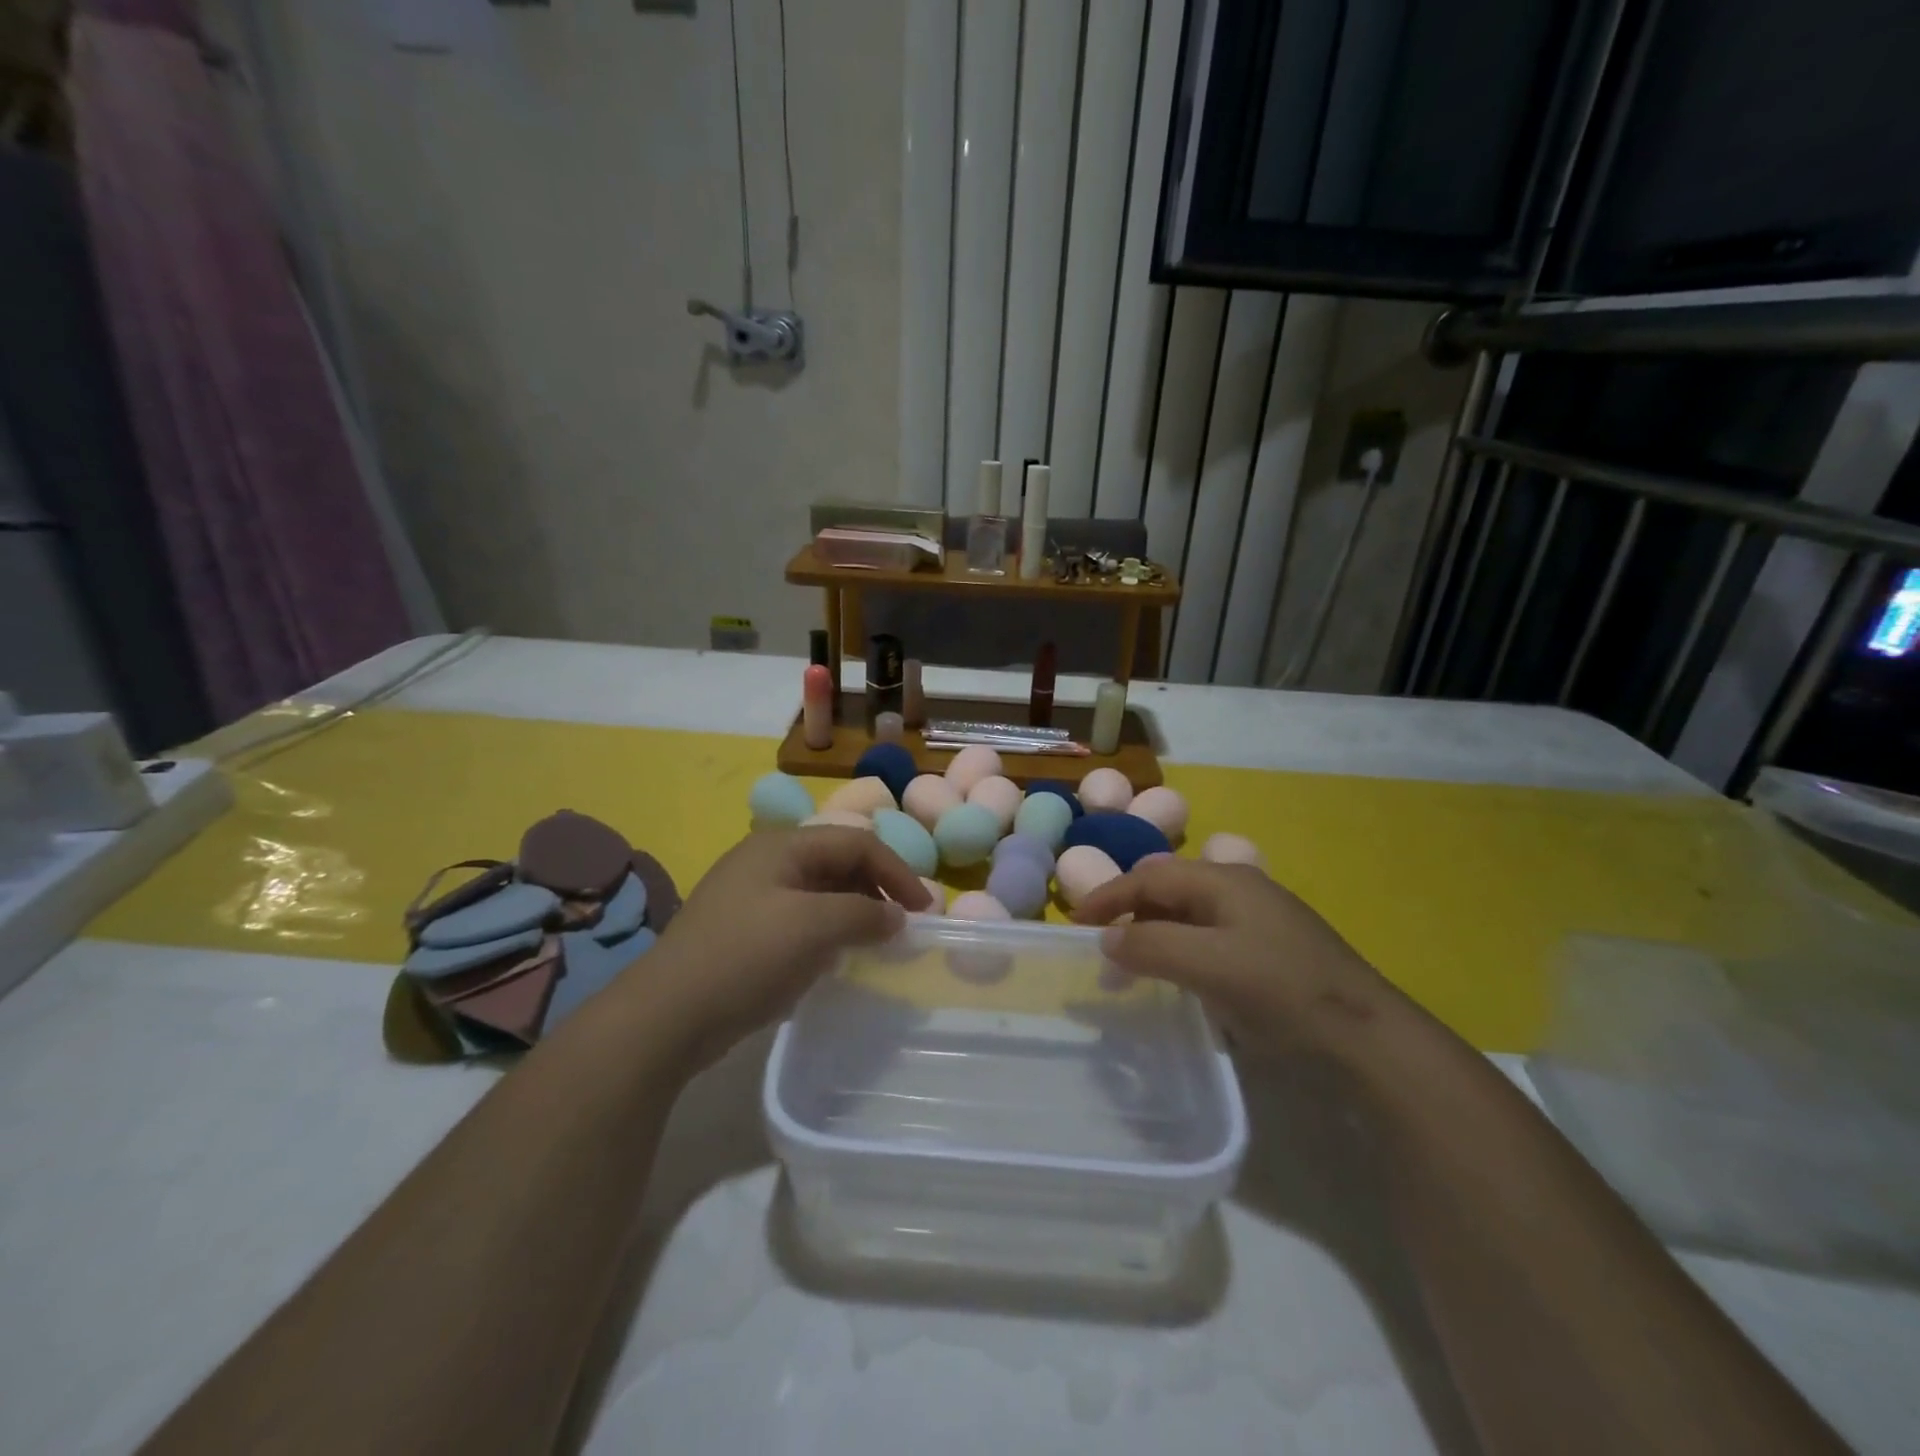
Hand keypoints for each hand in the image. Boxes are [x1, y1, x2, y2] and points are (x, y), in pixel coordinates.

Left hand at [638, 827, 932, 1071]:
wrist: (666, 1016)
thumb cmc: (745, 957)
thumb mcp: (813, 928)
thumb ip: (863, 913)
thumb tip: (896, 916)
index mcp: (782, 845)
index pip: (856, 842)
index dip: (896, 871)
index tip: (924, 910)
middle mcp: (767, 862)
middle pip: (838, 862)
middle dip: (876, 889)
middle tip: (902, 926)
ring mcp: (752, 897)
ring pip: (821, 892)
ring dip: (854, 911)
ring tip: (876, 943)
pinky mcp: (745, 931)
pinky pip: (801, 919)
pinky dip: (828, 932)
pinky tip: (837, 958)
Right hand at [1072, 859, 1394, 1059]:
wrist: (1366, 1038)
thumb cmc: (1281, 989)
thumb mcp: (1208, 964)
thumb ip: (1151, 946)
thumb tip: (1107, 939)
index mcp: (1223, 880)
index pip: (1149, 877)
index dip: (1108, 896)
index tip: (1075, 925)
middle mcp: (1238, 889)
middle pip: (1167, 892)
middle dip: (1129, 916)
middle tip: (1103, 951)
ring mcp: (1258, 921)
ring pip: (1187, 918)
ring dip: (1153, 938)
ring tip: (1133, 973)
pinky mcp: (1269, 952)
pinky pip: (1208, 941)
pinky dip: (1180, 954)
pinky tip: (1179, 981)